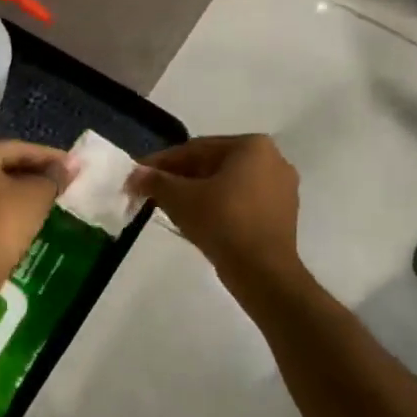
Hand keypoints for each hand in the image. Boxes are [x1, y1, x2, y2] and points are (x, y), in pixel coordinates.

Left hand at [0, 140, 77, 290]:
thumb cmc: (0, 223)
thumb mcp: (36, 196)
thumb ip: (54, 176)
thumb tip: (70, 165)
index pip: (18, 149)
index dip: (50, 158)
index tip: (74, 167)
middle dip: (31, 174)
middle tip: (59, 183)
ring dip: (13, 192)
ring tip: (42, 201)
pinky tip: (17, 219)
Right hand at [126, 135, 300, 283]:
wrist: (262, 270)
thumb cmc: (222, 222)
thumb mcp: (179, 198)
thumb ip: (154, 181)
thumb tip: (134, 174)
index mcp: (251, 146)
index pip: (195, 149)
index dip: (161, 163)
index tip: (138, 176)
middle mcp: (273, 159)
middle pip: (213, 165)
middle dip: (180, 178)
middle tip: (152, 192)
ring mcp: (282, 188)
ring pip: (227, 185)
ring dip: (197, 193)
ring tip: (170, 207)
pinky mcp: (282, 214)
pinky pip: (241, 202)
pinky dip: (219, 207)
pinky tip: (199, 220)